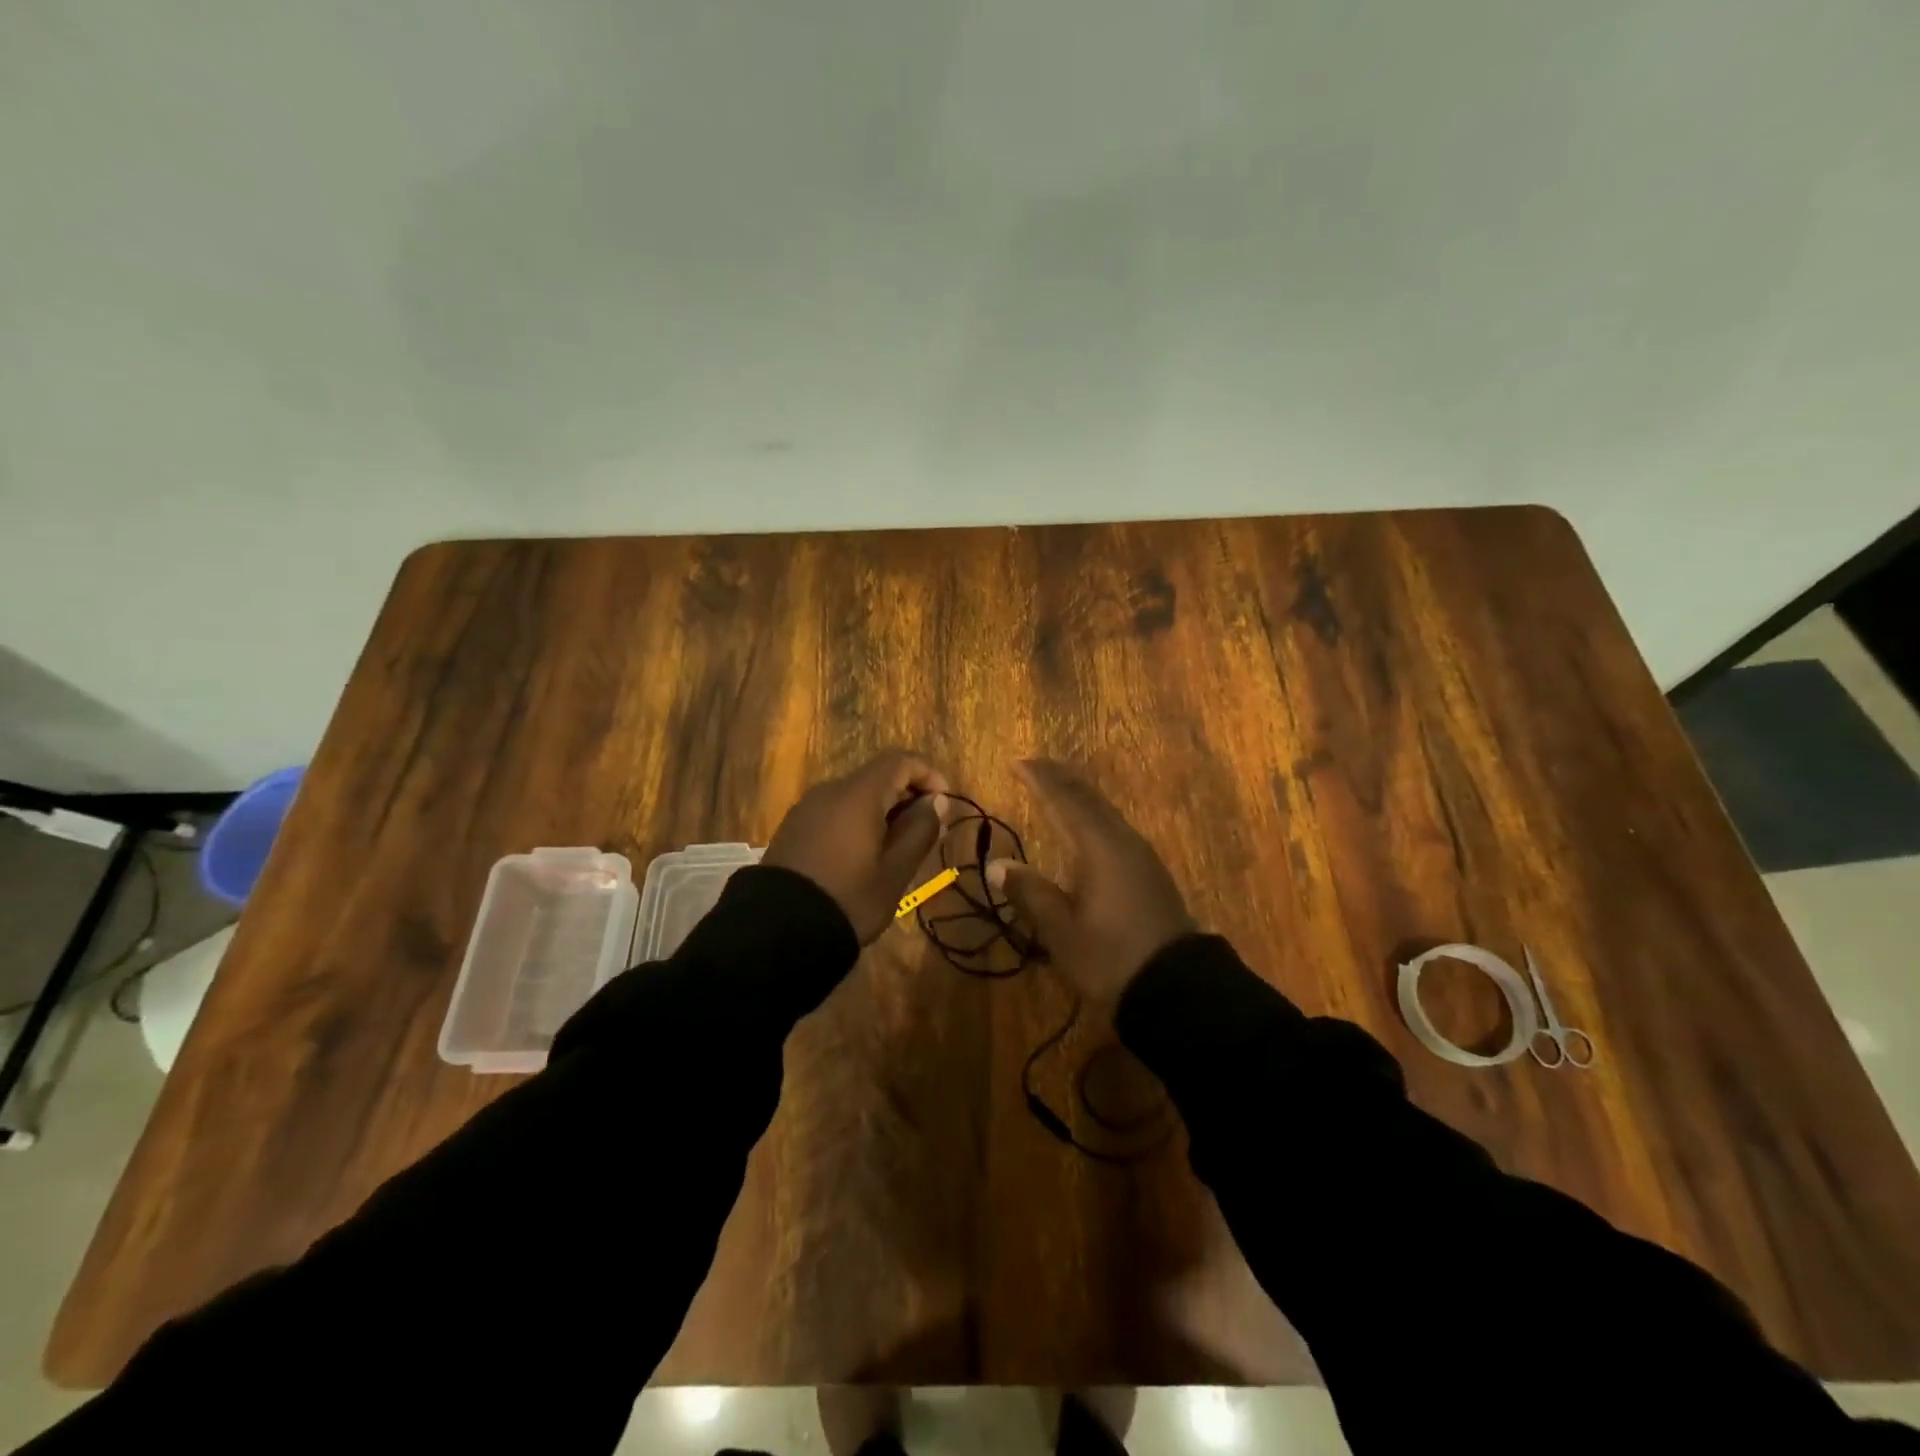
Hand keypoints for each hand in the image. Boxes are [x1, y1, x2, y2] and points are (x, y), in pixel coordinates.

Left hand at [766, 751, 949, 943]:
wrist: (778, 930)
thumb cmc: (848, 899)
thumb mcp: (895, 872)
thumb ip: (920, 831)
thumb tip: (937, 801)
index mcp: (858, 795)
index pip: (900, 761)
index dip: (928, 774)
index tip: (945, 803)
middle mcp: (830, 790)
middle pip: (877, 776)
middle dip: (907, 795)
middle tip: (926, 831)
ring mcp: (807, 808)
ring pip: (856, 795)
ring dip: (883, 810)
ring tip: (897, 848)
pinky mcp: (794, 827)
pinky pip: (835, 811)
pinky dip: (858, 820)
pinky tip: (864, 854)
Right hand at [987, 758, 1195, 1009]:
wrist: (1178, 987)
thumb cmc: (1112, 957)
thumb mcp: (1061, 931)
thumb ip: (1030, 893)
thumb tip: (999, 863)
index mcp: (1099, 848)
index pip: (1065, 801)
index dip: (1040, 780)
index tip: (1016, 762)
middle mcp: (1122, 841)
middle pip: (1089, 798)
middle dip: (1061, 777)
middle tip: (1034, 763)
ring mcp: (1141, 855)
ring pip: (1105, 810)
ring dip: (1079, 793)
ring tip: (1057, 784)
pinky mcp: (1149, 871)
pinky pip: (1115, 826)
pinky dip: (1093, 813)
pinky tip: (1089, 824)